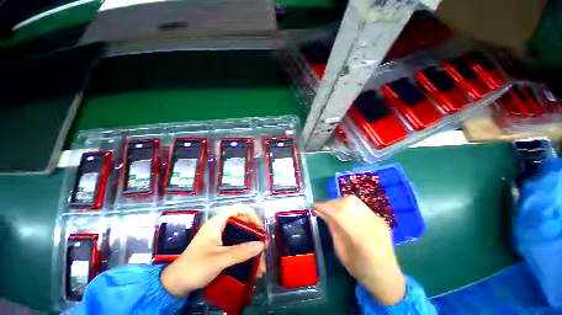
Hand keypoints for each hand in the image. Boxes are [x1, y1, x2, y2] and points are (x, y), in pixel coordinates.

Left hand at [160, 205, 265, 296]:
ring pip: (240, 236)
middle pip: (242, 222)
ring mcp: (220, 238)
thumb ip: (240, 252)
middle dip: (254, 234)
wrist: (176, 284)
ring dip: (251, 247)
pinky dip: (245, 253)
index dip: (251, 214)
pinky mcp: (220, 248)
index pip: (238, 209)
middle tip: (262, 245)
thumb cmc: (195, 267)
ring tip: (260, 262)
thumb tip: (261, 245)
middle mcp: (220, 227)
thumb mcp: (219, 259)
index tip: (259, 227)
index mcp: (217, 222)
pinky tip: (251, 265)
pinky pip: (236, 246)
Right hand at [313, 196, 405, 304]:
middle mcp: (372, 224)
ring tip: (331, 209)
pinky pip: (359, 205)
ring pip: (353, 200)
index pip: (339, 213)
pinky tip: (343, 212)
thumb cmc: (360, 269)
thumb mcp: (341, 251)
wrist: (386, 276)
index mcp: (361, 238)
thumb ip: (333, 228)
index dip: (324, 207)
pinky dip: (347, 205)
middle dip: (330, 203)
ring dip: (338, 202)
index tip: (313, 206)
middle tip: (322, 208)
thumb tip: (322, 212)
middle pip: (347, 203)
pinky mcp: (379, 217)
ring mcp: (378, 219)